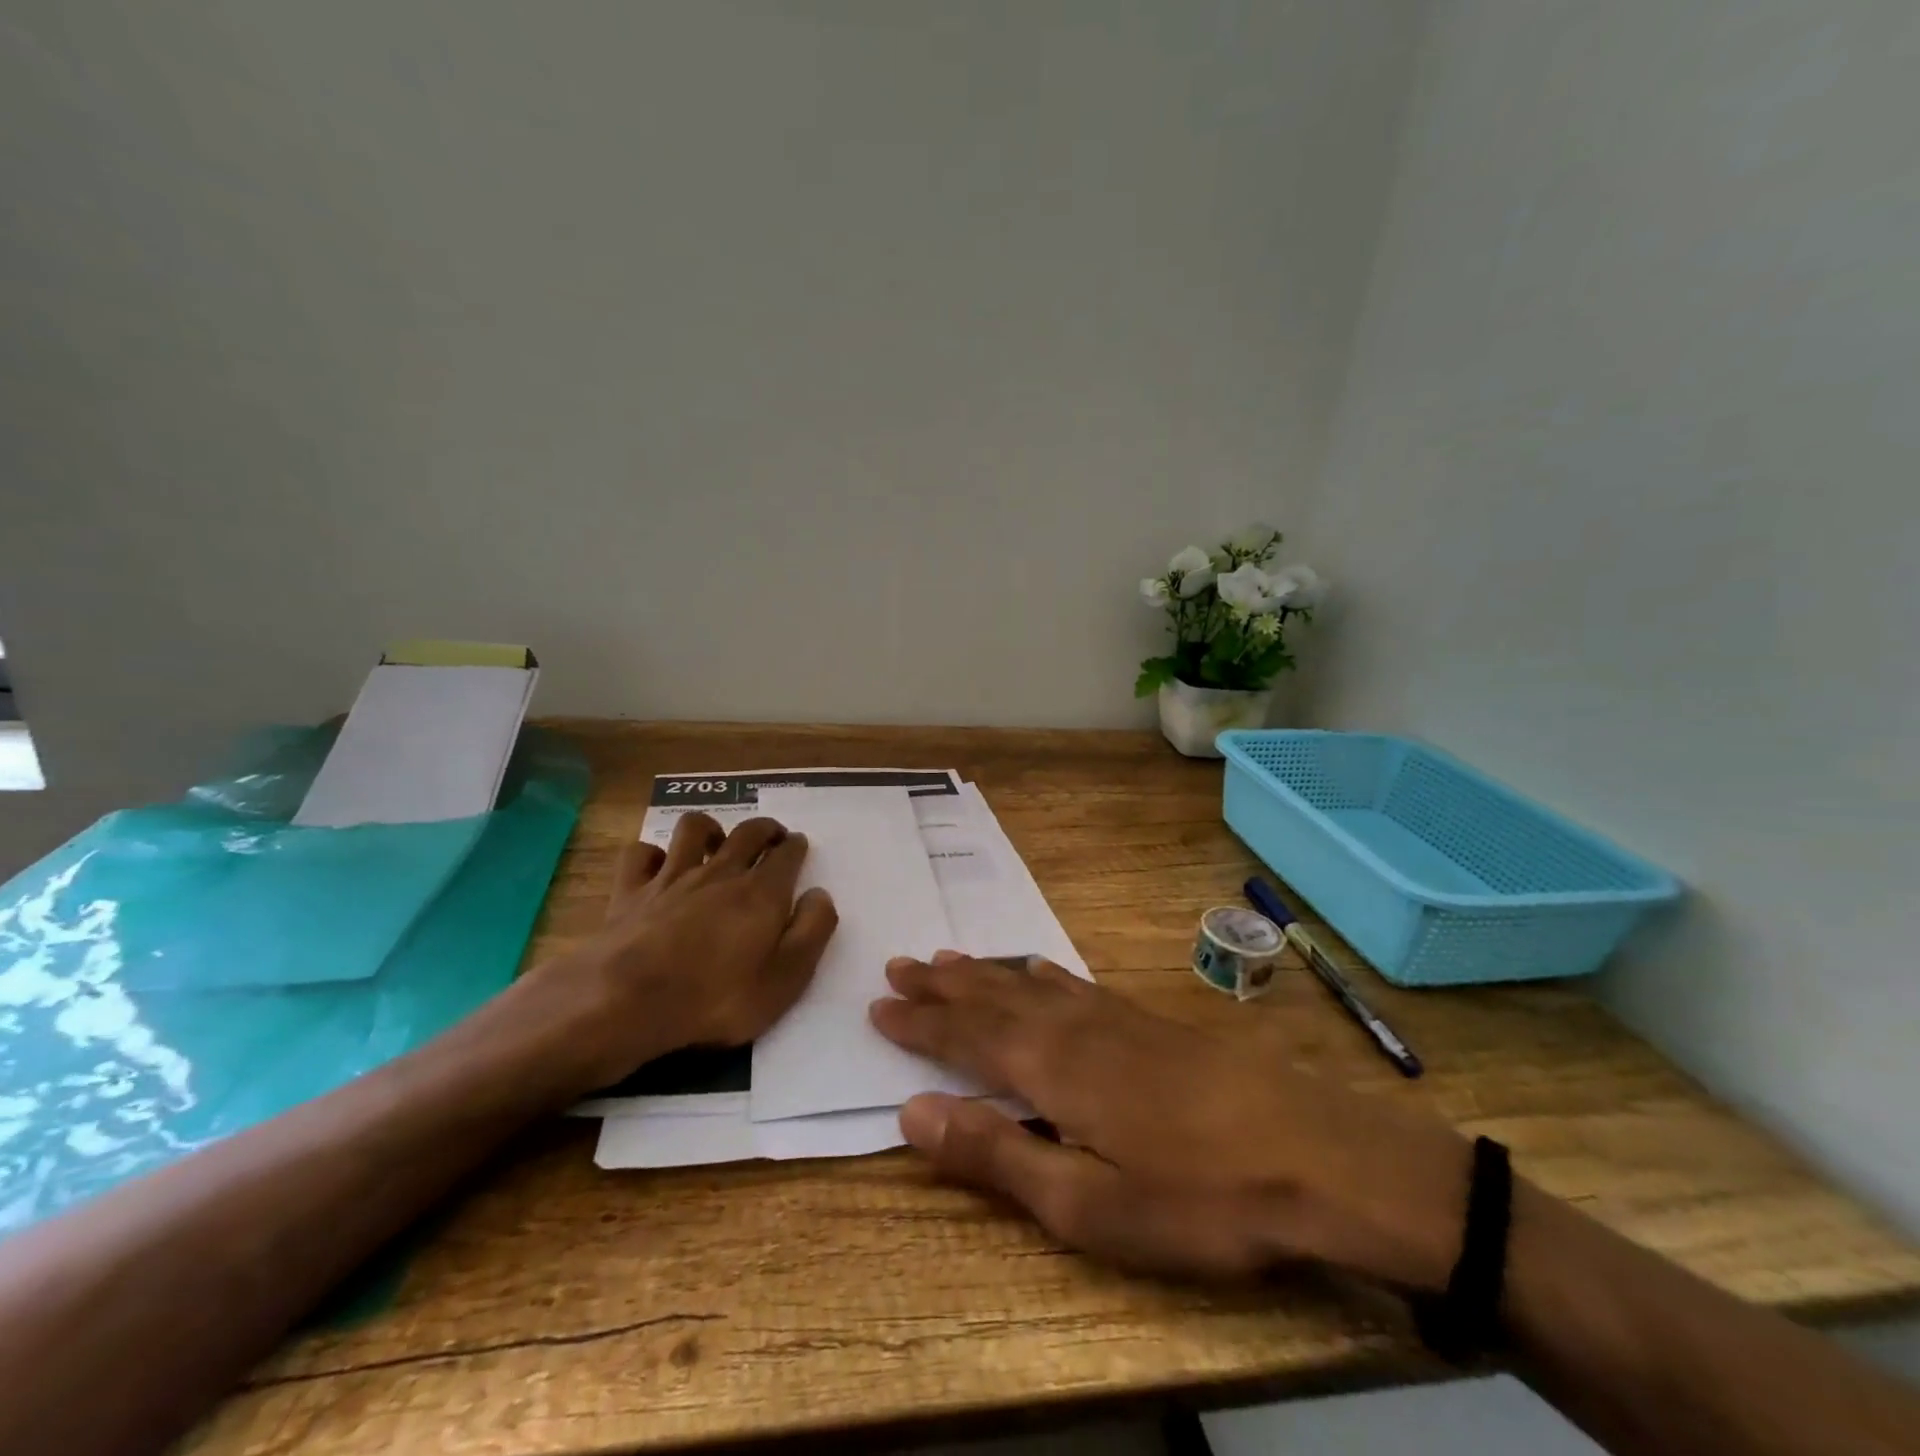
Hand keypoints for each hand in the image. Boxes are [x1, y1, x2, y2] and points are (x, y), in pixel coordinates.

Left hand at [525, 812, 837, 1087]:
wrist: (627, 1003)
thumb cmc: (716, 999)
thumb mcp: (785, 979)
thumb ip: (812, 932)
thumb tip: (820, 895)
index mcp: (762, 892)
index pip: (787, 854)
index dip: (796, 847)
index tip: (799, 846)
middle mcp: (720, 873)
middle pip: (747, 833)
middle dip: (765, 829)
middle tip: (771, 836)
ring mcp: (671, 878)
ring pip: (694, 829)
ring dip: (710, 828)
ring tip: (716, 843)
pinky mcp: (630, 891)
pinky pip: (641, 854)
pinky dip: (651, 854)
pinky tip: (657, 867)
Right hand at [870, 953, 1470, 1288]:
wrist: (1316, 1156)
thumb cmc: (1197, 1195)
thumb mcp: (1086, 1204)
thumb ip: (995, 1156)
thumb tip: (911, 1114)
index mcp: (1050, 1067)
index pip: (964, 1035)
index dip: (919, 1021)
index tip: (878, 1004)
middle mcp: (1072, 1025)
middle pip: (992, 995)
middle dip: (942, 984)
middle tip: (900, 964)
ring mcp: (1115, 1016)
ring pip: (1029, 982)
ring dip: (983, 971)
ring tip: (948, 957)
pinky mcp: (1150, 1019)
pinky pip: (1075, 982)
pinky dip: (1042, 972)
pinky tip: (1038, 967)